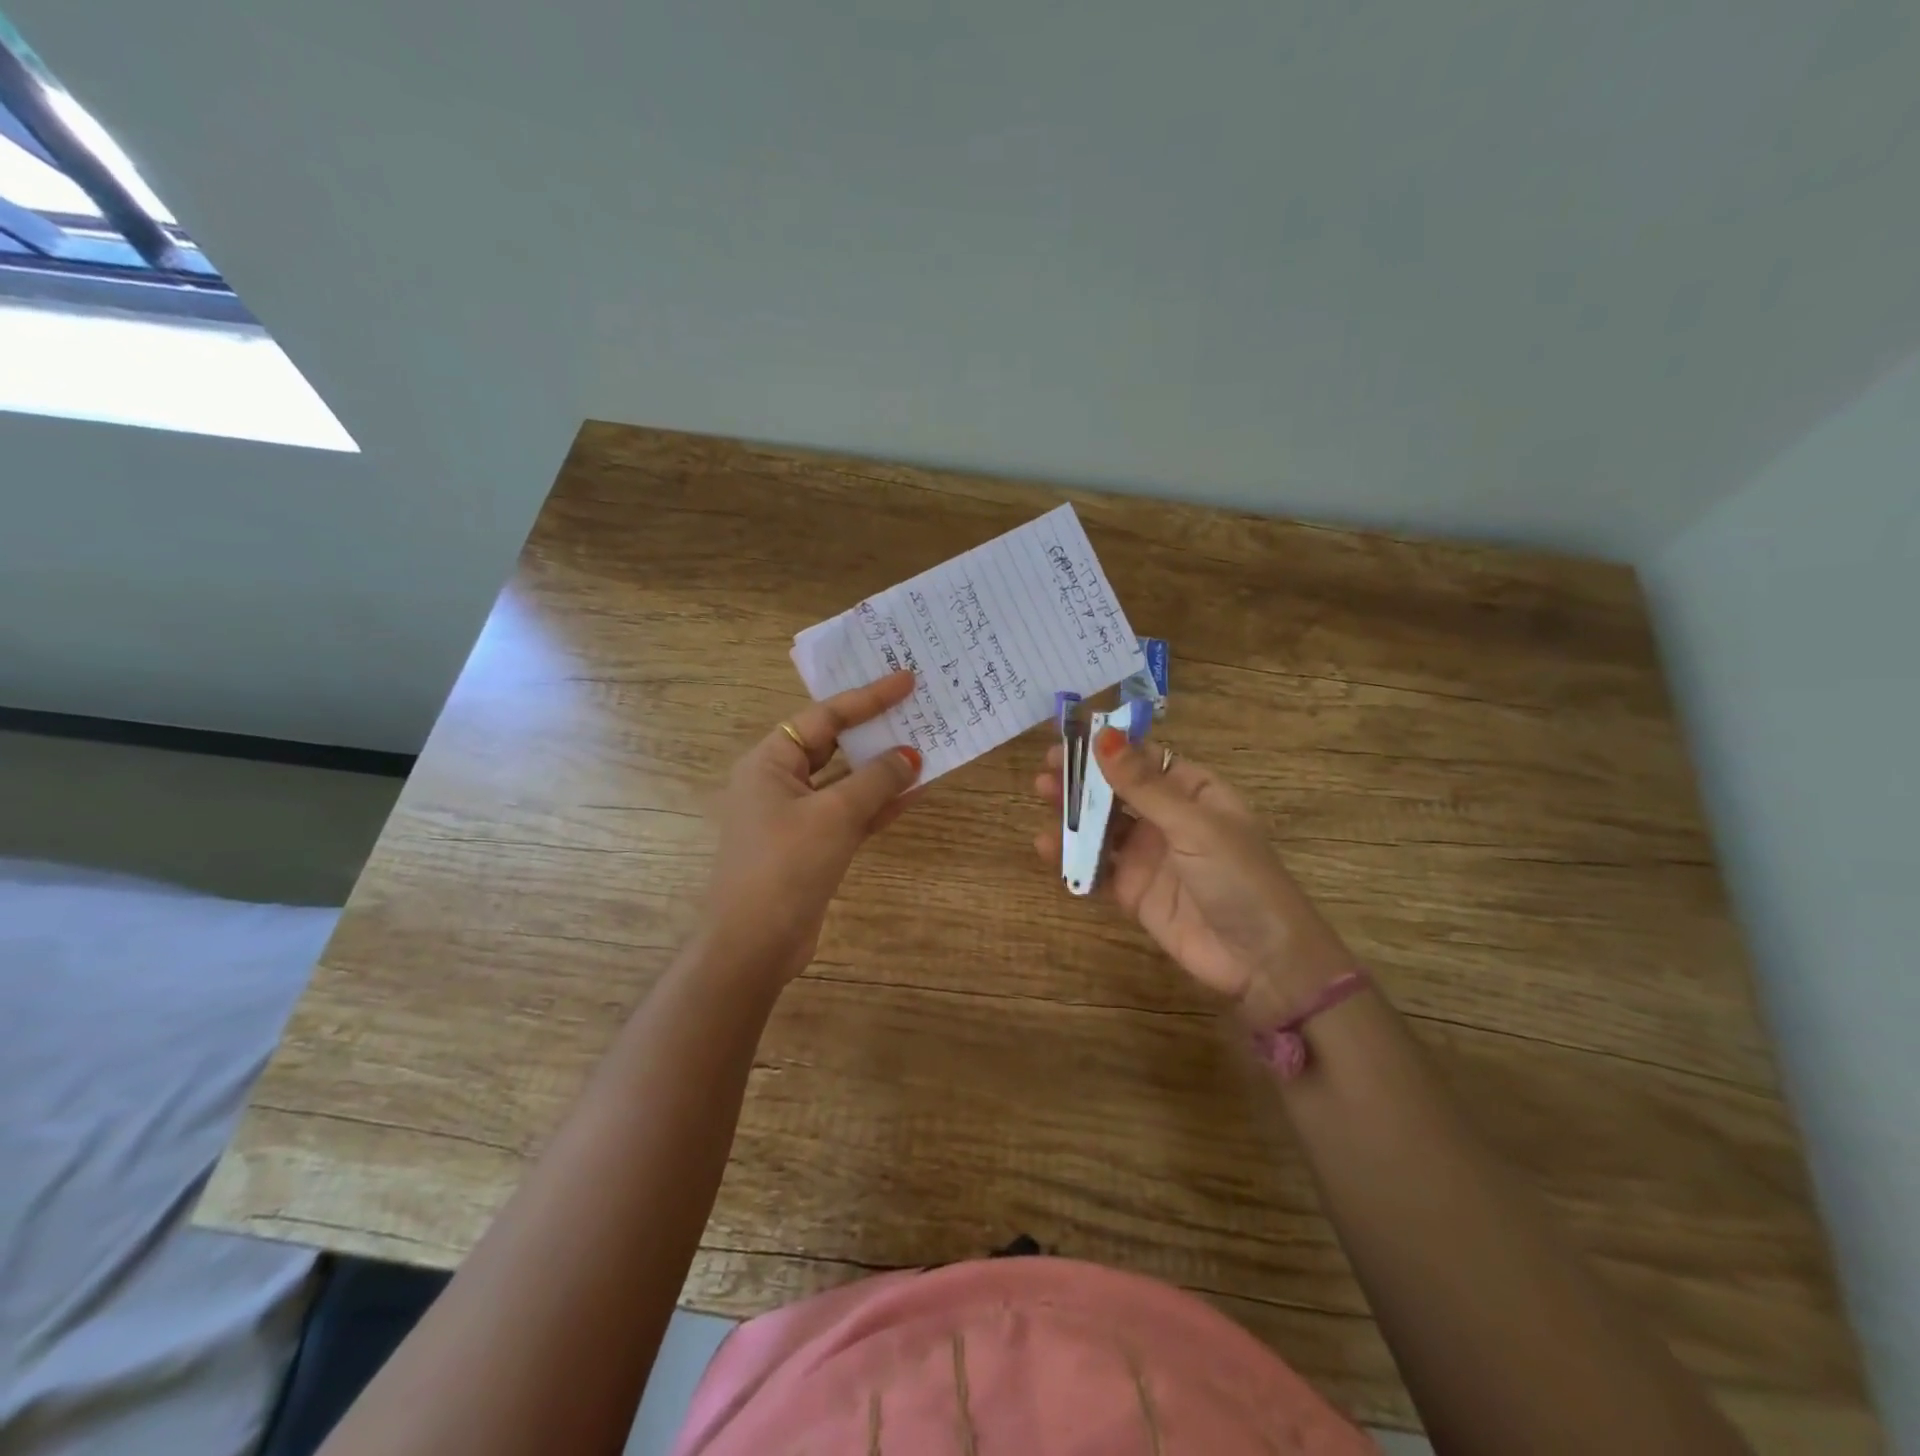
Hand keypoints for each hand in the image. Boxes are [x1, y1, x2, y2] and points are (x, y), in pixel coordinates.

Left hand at [702, 671, 923, 983]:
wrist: (754, 944)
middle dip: (876, 730)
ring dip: (884, 769)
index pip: (824, 717)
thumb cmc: (786, 865)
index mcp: (770, 761)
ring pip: (847, 780)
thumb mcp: (835, 815)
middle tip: (918, 708)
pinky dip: (880, 803)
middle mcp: (780, 782)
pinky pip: (851, 813)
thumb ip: (876, 779)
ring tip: (927, 746)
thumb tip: (911, 754)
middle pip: (834, 744)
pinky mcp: (813, 845)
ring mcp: (796, 816)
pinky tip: (916, 792)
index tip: (906, 680)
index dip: (868, 697)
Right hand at [1034, 729, 1355, 1024]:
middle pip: (1118, 790)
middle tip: (1047, 769)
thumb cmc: (1238, 878)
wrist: (1261, 961)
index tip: (1071, 739)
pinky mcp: (1132, 890)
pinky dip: (1071, 856)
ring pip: (1102, 826)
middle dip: (1083, 778)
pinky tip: (1047, 846)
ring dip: (1073, 812)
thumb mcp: (1193, 825)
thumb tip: (1104, 735)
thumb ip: (1143, 785)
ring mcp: (1149, 855)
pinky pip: (1096, 866)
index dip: (1109, 747)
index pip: (1146, 759)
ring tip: (1042, 798)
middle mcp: (1169, 818)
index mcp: (1194, 792)